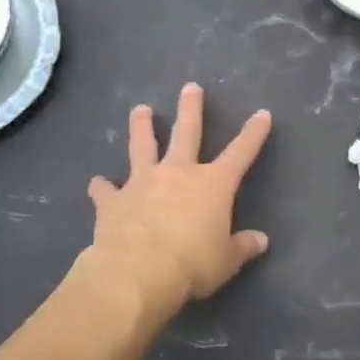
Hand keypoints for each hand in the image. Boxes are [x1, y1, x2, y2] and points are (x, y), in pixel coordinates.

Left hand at [82, 84, 272, 328]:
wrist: (138, 271)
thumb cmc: (192, 263)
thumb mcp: (226, 260)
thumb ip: (242, 247)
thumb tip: (261, 241)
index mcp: (213, 184)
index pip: (241, 153)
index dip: (253, 134)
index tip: (262, 114)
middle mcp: (179, 173)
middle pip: (187, 133)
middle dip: (191, 109)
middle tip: (191, 88)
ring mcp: (143, 182)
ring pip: (143, 146)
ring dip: (141, 127)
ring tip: (139, 109)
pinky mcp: (114, 200)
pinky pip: (106, 189)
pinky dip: (102, 186)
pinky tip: (96, 183)